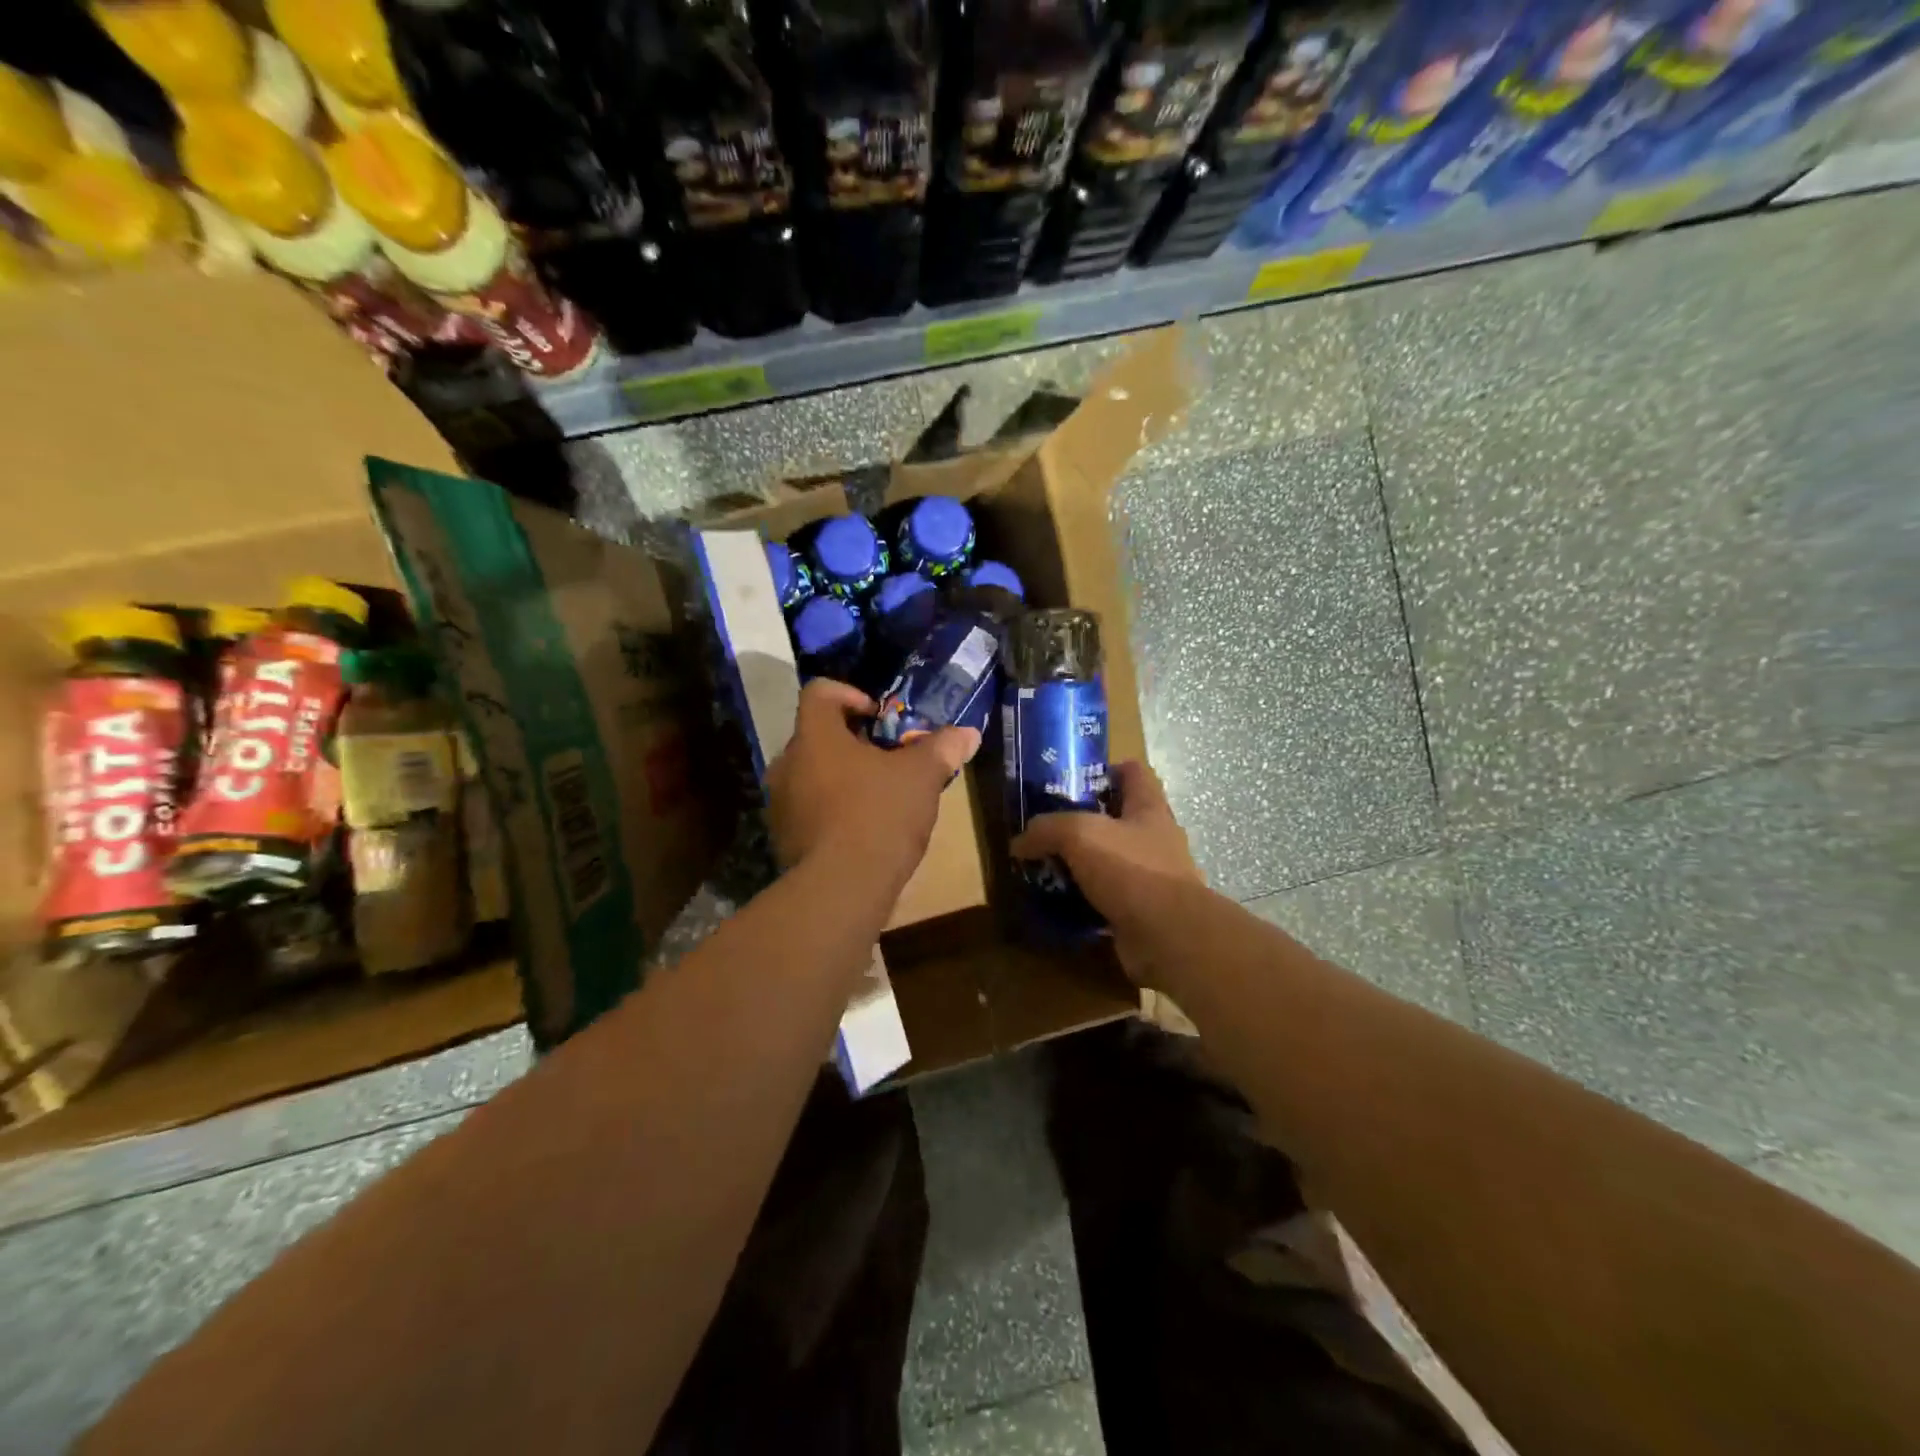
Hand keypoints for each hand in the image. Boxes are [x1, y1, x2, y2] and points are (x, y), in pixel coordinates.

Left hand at [768, 679, 980, 886]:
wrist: (841, 889)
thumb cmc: (879, 815)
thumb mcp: (921, 777)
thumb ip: (942, 748)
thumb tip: (968, 733)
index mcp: (815, 736)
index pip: (820, 692)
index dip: (851, 695)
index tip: (879, 717)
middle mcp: (787, 763)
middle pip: (817, 735)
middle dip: (853, 743)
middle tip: (888, 759)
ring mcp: (780, 803)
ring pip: (812, 774)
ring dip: (842, 777)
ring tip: (878, 797)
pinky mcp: (782, 838)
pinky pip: (808, 809)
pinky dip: (832, 810)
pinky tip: (862, 831)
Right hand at [1010, 761, 1203, 982]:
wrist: (1168, 936)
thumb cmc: (1131, 869)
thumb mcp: (1079, 834)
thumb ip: (1047, 829)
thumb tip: (1019, 843)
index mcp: (1149, 809)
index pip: (1135, 773)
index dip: (1107, 770)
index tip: (1074, 779)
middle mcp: (1155, 839)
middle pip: (1120, 819)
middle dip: (1086, 821)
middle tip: (1049, 827)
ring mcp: (1152, 878)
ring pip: (1112, 861)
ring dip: (1083, 864)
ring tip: (1047, 866)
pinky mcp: (1142, 912)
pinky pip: (1108, 898)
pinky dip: (1085, 900)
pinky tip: (1059, 902)